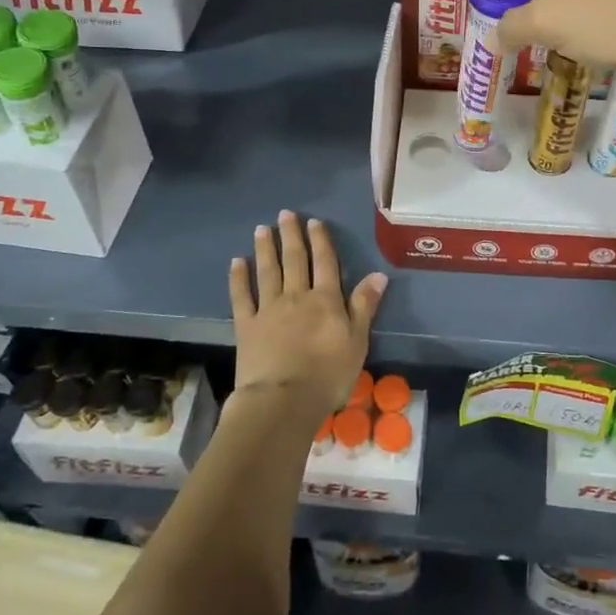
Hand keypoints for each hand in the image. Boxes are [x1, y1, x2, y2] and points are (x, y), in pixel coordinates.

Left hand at [229, 211, 386, 416]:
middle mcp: (296, 297)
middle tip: (285, 214)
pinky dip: (238, 278)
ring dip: (265, 249)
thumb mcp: (357, 342)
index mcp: (326, 300)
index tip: (313, 222)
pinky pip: (241, 296)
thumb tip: (378, 274)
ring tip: (262, 228)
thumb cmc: (328, 375)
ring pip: (268, 272)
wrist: (283, 400)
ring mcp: (268, 309)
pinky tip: (236, 262)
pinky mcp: (246, 326)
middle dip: (291, 236)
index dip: (320, 241)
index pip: (325, 263)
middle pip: (295, 260)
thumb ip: (364, 306)